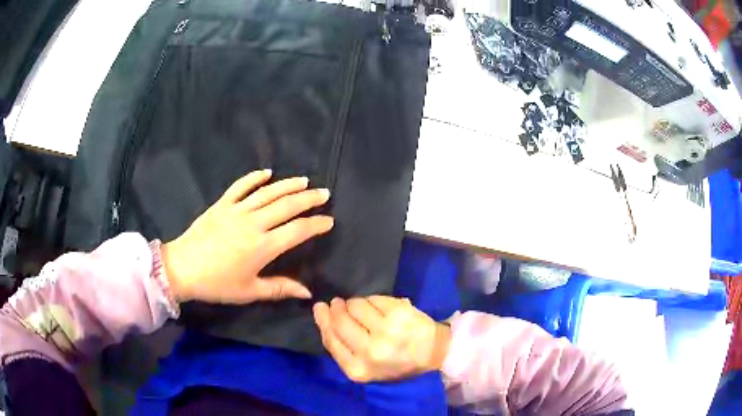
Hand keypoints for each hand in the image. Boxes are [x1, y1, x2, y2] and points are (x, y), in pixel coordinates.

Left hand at [161, 169, 333, 303]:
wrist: (182, 268)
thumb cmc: (217, 283)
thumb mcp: (249, 291)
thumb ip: (280, 289)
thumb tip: (308, 293)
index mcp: (263, 247)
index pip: (298, 231)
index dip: (316, 225)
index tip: (329, 221)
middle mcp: (254, 224)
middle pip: (287, 206)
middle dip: (309, 199)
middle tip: (324, 193)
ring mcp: (237, 210)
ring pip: (268, 193)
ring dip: (288, 185)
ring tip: (304, 180)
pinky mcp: (222, 204)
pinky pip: (241, 186)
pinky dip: (254, 177)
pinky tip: (267, 173)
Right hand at [313, 296, 451, 382]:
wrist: (432, 353)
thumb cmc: (396, 362)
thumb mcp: (364, 366)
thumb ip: (342, 347)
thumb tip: (323, 315)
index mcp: (358, 369)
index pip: (331, 339)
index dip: (323, 321)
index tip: (321, 308)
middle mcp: (370, 351)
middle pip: (340, 321)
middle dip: (336, 308)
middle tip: (337, 303)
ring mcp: (386, 331)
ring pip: (356, 305)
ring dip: (355, 303)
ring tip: (363, 309)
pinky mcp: (399, 313)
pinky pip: (374, 299)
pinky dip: (373, 300)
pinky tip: (379, 307)